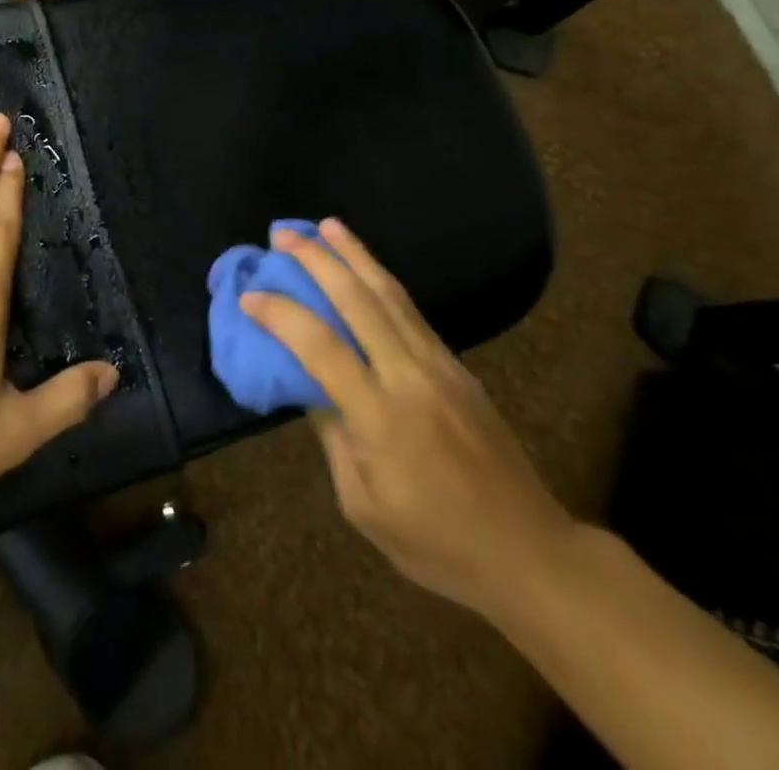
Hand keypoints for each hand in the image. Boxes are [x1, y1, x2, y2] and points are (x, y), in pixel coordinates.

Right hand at [240, 218, 575, 620]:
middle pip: (358, 300)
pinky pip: (411, 311)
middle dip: (317, 261)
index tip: (250, 295)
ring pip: (390, 294)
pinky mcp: (457, 366)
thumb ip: (333, 435)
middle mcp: (411, 377)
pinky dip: (381, 280)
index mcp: (381, 418)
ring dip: (354, 255)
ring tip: (325, 226)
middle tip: (282, 235)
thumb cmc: (436, 543)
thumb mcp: (363, 505)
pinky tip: (365, 268)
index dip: (281, 315)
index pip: (320, 347)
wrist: (528, 551)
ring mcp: (440, 365)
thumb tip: (308, 383)